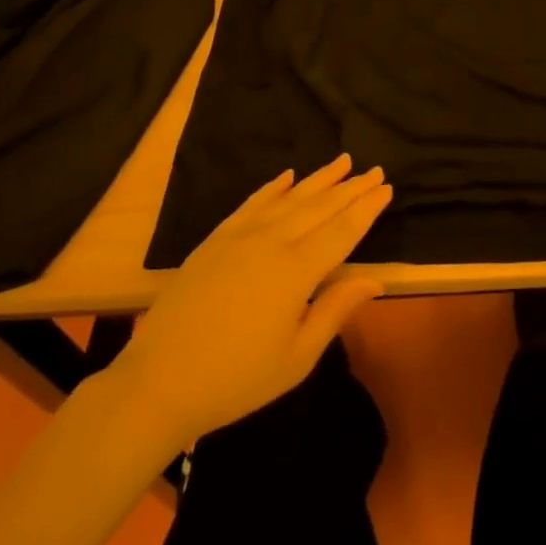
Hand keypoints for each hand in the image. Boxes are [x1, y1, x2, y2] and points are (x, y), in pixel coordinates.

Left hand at [108, 154, 390, 446]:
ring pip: (289, 198)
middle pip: (320, 208)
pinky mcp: (216, 239)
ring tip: (343, 162)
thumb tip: (374, 279)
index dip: (366, 210)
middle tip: (374, 170)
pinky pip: (252, 203)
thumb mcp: (296, 358)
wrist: (159, 382)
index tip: (386, 188)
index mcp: (297, 272)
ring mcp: (240, 236)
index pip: (342, 231)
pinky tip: (288, 176)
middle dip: (351, 188)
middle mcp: (272, 242)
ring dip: (319, 179)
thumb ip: (335, 311)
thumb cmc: (236, 379)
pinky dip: (273, 187)